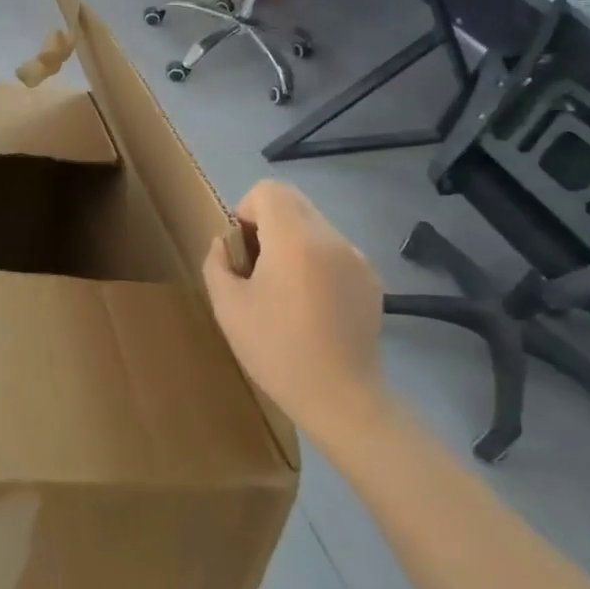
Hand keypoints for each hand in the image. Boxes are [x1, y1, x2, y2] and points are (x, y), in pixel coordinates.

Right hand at [202, 180, 386, 441]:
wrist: (341, 398)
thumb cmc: (277, 350)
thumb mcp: (228, 307)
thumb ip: (217, 263)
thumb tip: (225, 245)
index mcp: (294, 239)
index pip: (269, 190)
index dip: (247, 210)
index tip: (243, 249)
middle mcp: (331, 238)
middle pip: (293, 203)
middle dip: (268, 224)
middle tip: (258, 269)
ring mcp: (356, 257)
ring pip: (314, 226)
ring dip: (292, 243)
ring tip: (285, 291)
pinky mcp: (371, 279)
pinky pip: (334, 251)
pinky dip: (315, 262)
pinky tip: (311, 305)